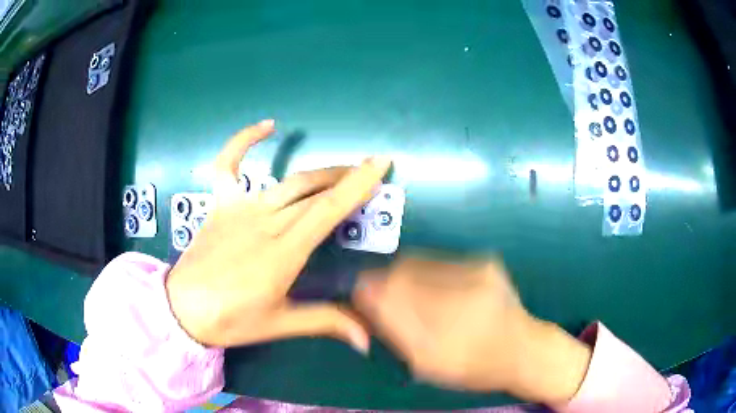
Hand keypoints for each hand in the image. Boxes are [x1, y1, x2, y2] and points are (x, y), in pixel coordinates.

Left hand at [165, 119, 391, 351]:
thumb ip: (325, 322)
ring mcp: (240, 209)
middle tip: (368, 171)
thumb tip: (366, 340)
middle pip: (313, 190)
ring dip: (319, 171)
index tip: (380, 163)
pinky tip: (267, 126)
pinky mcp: (221, 204)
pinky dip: (244, 141)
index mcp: (283, 252)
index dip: (357, 184)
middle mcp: (265, 222)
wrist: (183, 309)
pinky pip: (228, 164)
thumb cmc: (231, 320)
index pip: (328, 209)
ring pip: (287, 181)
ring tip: (340, 168)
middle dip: (346, 177)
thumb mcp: (280, 324)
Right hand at [353, 257, 591, 403]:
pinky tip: (437, 291)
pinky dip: (427, 272)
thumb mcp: (425, 363)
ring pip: (419, 261)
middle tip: (383, 298)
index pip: (387, 291)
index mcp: (444, 324)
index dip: (366, 289)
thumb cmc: (472, 367)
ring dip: (405, 275)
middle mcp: (459, 289)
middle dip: (384, 281)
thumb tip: (364, 299)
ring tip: (414, 297)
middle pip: (401, 269)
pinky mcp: (485, 261)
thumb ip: (393, 330)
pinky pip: (440, 260)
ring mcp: (476, 269)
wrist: (522, 350)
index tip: (359, 298)